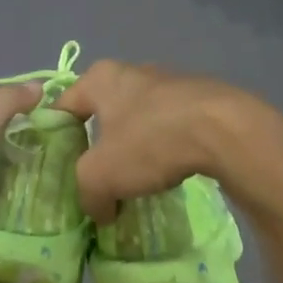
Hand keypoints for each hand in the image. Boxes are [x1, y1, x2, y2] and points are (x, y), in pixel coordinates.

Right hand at [56, 62, 282, 223]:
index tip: (59, 170)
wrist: (226, 130)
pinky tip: (170, 172)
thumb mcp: (101, 175)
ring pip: (139, 119)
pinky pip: (170, 126)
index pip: (63, 106)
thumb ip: (87, 194)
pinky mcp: (201, 98)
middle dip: (98, 146)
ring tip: (135, 181)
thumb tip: (99, 211)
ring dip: (134, 148)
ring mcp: (171, 82)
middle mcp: (134, 71)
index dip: (55, 139)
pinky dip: (165, 148)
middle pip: (103, 112)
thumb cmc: (151, 140)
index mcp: (101, 77)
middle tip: (96, 179)